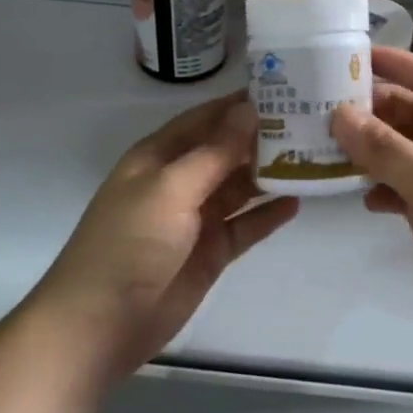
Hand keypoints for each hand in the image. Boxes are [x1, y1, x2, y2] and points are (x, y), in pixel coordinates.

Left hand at [31, 91, 299, 384]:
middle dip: (260, 138)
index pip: (204, 119)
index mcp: (158, 157)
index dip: (237, 105)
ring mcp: (195, 219)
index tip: (282, 88)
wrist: (102, 324)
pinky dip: (267, 215)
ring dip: (268, 174)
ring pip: (238, 187)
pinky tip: (297, 201)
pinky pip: (245, 226)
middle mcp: (178, 182)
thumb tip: (249, 110)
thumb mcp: (170, 188)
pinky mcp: (210, 253)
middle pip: (225, 152)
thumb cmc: (130, 243)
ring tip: (311, 156)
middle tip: (309, 122)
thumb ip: (214, 152)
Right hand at [331, 48, 412, 356]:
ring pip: (406, 153)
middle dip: (377, 110)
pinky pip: (404, 188)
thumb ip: (387, 149)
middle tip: (328, 106)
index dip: (404, 64)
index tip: (359, 58)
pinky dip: (382, 186)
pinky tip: (360, 195)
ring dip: (373, 149)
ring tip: (331, 147)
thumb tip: (340, 114)